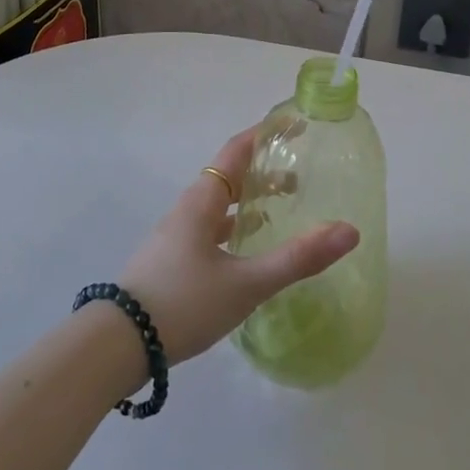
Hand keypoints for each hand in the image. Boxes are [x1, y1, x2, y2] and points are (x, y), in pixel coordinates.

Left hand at [117, 129, 358, 364]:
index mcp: (202, 201)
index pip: (236, 151)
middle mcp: (188, 209)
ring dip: (250, 199)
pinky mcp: (173, 259)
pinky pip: (211, 229)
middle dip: (264, 169)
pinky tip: (249, 247)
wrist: (119, 343)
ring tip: (283, 207)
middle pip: (229, 176)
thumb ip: (298, 258)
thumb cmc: (184, 303)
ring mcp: (177, 235)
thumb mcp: (246, 283)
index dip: (265, 135)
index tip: (295, 125)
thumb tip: (349, 231)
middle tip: (302, 173)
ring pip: (220, 204)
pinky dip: (236, 226)